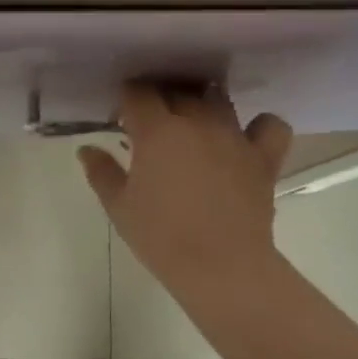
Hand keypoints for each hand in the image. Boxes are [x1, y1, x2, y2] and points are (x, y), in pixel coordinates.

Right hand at [78, 83, 292, 290]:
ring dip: (202, 105)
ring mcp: (235, 136)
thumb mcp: (119, 207)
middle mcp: (197, 121)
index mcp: (157, 131)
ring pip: (218, 99)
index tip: (122, 119)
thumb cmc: (161, 237)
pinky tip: (245, 138)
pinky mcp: (264, 156)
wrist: (220, 266)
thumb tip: (87, 150)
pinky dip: (258, 126)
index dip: (127, 100)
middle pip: (177, 91)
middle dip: (161, 100)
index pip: (138, 93)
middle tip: (152, 128)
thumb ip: (102, 172)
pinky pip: (269, 125)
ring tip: (194, 126)